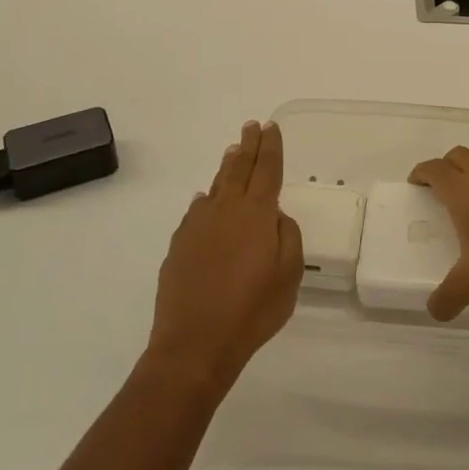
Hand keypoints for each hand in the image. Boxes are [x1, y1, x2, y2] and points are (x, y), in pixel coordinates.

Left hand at [148, 121, 302, 392]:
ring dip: (227, 166)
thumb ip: (288, 237)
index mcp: (257, 214)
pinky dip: (206, 199)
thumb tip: (275, 216)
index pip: (267, 170)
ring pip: (216, 185)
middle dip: (248, 145)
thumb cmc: (252, 311)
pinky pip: (196, 211)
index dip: (271, 147)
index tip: (271, 126)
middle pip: (239, 168)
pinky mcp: (178, 245)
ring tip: (233, 152)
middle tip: (252, 126)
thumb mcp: (289, 275)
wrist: (195, 344)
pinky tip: (205, 200)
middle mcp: (225, 210)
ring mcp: (198, 226)